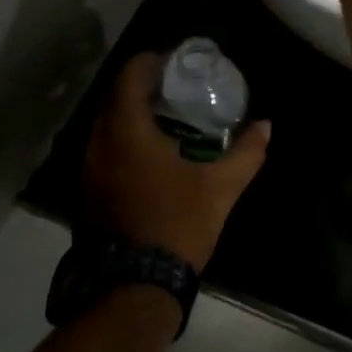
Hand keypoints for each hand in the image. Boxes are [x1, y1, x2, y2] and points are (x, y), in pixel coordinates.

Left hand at [80, 54, 269, 271]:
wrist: (131, 289)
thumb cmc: (176, 225)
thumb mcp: (220, 189)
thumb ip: (246, 153)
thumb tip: (266, 125)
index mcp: (126, 131)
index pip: (130, 76)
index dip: (151, 61)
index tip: (175, 61)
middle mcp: (98, 143)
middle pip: (115, 98)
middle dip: (143, 87)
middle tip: (176, 88)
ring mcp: (86, 171)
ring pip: (106, 126)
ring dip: (131, 116)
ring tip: (166, 119)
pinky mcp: (85, 194)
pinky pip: (102, 151)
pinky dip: (122, 142)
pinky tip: (149, 157)